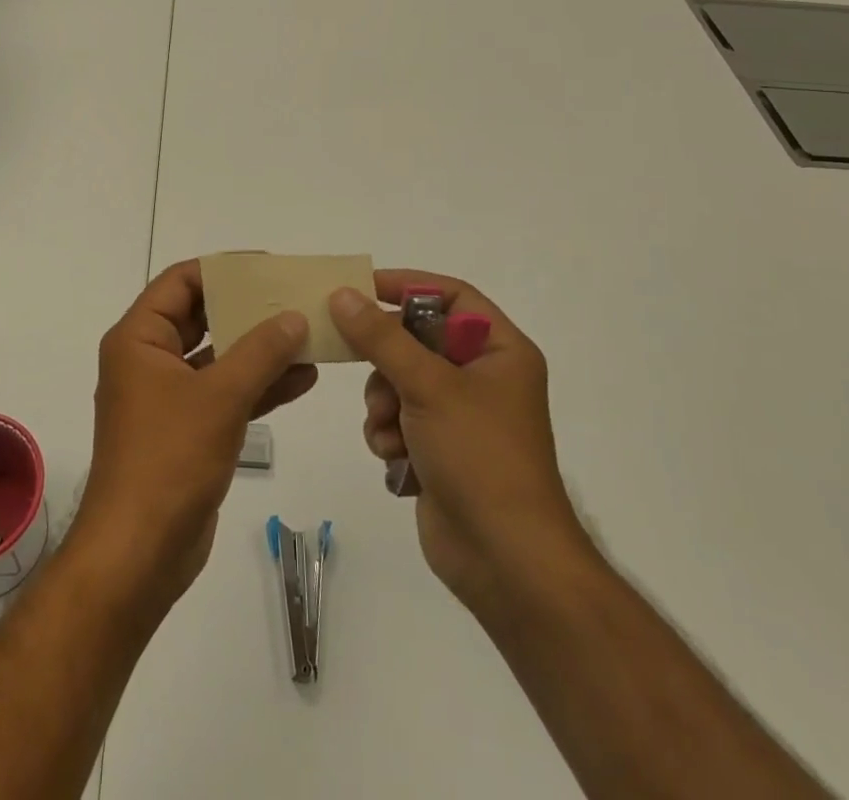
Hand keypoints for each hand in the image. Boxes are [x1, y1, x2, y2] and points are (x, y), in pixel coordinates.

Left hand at [75, 260, 316, 607]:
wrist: (139, 554)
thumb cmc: (169, 460)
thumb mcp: (220, 397)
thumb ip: (261, 352)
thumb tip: (295, 317)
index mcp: (138, 339)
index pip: (181, 282)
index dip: (223, 269)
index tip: (267, 266)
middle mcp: (148, 359)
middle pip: (201, 316)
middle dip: (248, 309)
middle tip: (293, 297)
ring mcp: (168, 397)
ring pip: (218, 357)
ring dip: (260, 348)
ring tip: (308, 334)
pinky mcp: (187, 429)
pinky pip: (225, 393)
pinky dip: (258, 385)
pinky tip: (303, 378)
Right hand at [329, 271, 589, 614]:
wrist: (506, 562)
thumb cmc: (479, 457)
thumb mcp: (428, 386)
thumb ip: (380, 337)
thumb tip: (342, 295)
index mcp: (500, 351)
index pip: (451, 295)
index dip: (407, 286)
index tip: (360, 288)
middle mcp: (483, 377)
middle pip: (417, 339)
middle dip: (386, 360)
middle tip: (361, 364)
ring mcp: (460, 416)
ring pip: (400, 381)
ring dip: (383, 403)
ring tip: (389, 429)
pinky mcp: (440, 449)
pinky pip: (399, 419)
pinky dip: (389, 434)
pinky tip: (395, 457)